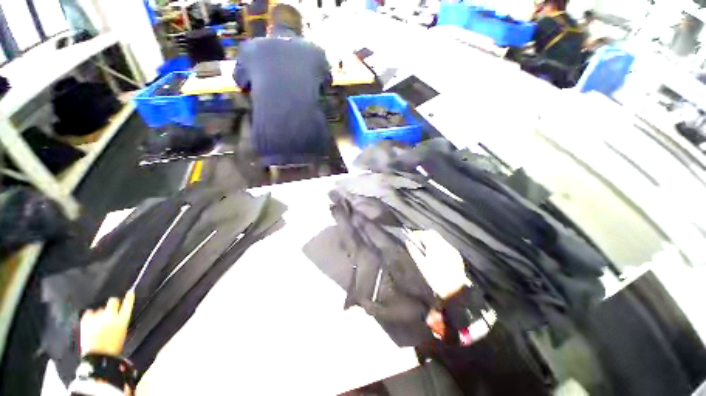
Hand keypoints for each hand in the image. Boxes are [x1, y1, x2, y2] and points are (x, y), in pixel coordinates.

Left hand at [80, 292, 134, 356]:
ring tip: (99, 324)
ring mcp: (97, 318)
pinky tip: (91, 322)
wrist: (97, 357)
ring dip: (100, 314)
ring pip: (100, 309)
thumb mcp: (121, 334)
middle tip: (111, 309)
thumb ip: (120, 321)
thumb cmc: (113, 348)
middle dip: (113, 304)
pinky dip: (90, 316)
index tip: (130, 292)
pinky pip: (88, 313)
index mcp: (122, 320)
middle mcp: (111, 316)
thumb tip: (119, 313)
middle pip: (112, 301)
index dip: (129, 298)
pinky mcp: (86, 321)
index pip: (128, 304)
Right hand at [405, 230, 467, 298]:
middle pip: (433, 234)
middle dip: (424, 237)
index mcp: (436, 246)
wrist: (455, 292)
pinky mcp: (457, 256)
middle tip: (417, 244)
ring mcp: (453, 250)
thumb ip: (414, 251)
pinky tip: (436, 256)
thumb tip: (408, 242)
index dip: (417, 234)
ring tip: (425, 250)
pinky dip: (439, 247)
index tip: (411, 238)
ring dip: (432, 242)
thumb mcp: (422, 265)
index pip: (426, 233)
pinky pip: (446, 246)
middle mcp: (446, 245)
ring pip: (440, 240)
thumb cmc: (435, 279)